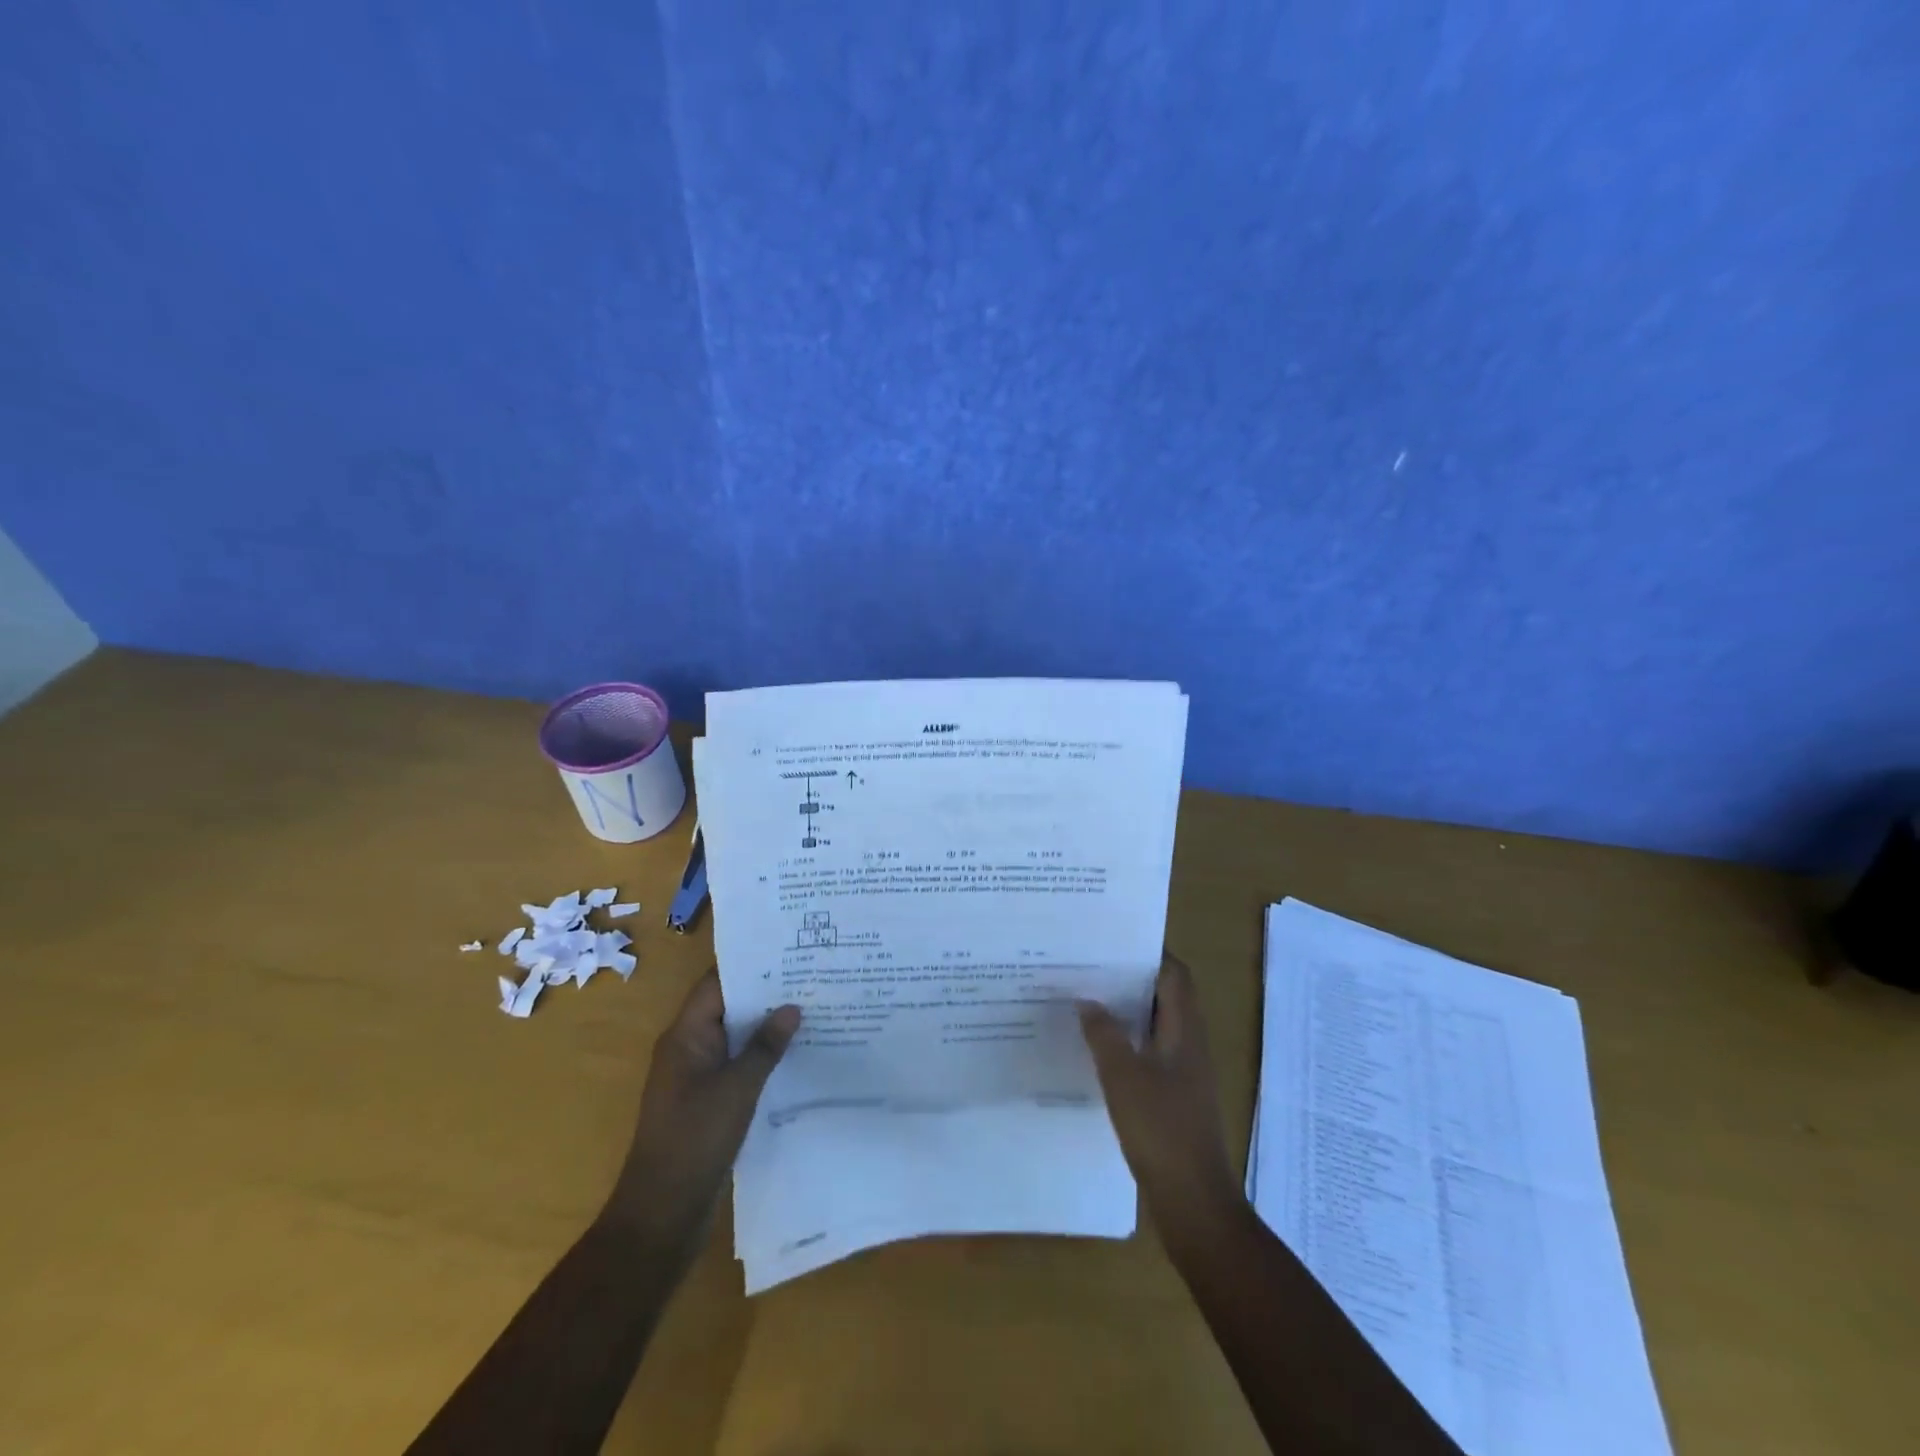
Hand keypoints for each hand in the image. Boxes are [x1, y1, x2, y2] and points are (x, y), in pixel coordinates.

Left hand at [607, 968, 799, 1248]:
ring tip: (813, 1009)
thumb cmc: (694, 1140)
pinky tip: (798, 1055)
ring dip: (767, 1027)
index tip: (789, 951)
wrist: (662, 1214)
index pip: (717, 983)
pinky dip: (763, 1057)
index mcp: (686, 1036)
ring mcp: (698, 1077)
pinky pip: (738, 1066)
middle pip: (728, 1008)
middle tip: (811, 976)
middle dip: (766, 994)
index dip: (750, 965)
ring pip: (736, 1038)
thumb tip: (792, 1007)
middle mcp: (689, 1049)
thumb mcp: (737, 1089)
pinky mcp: (709, 1102)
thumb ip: (765, 1046)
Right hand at [1078, 951, 1240, 1249]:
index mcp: (1186, 1031)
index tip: (1114, 942)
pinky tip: (1096, 1050)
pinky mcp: (1174, 1097)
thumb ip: (1104, 1034)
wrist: (1192, 1200)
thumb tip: (1087, 1000)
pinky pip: (1150, 1054)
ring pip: (1156, 1026)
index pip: (1175, 975)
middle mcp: (1190, 1045)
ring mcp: (1184, 1073)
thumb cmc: (1161, 1129)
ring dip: (1128, 1011)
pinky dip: (1127, 1042)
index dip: (1151, 954)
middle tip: (1092, 967)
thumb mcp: (1123, 1076)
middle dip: (1132, 979)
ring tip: (1087, 1000)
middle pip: (1166, 997)